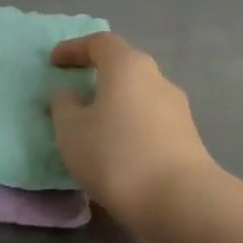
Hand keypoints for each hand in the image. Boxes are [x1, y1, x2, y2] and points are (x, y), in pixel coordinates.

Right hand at [49, 32, 218, 233]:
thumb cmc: (116, 155)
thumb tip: (68, 93)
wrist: (179, 199)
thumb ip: (64, 105)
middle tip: (74, 94)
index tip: (55, 62)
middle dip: (98, 76)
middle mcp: (157, 78)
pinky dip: (130, 127)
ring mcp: (177, 108)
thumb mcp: (72, 131)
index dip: (75, 49)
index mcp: (128, 66)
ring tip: (93, 128)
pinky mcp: (187, 137)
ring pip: (139, 96)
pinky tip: (118, 151)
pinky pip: (150, 121)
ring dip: (116, 105)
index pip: (100, 43)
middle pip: (124, 67)